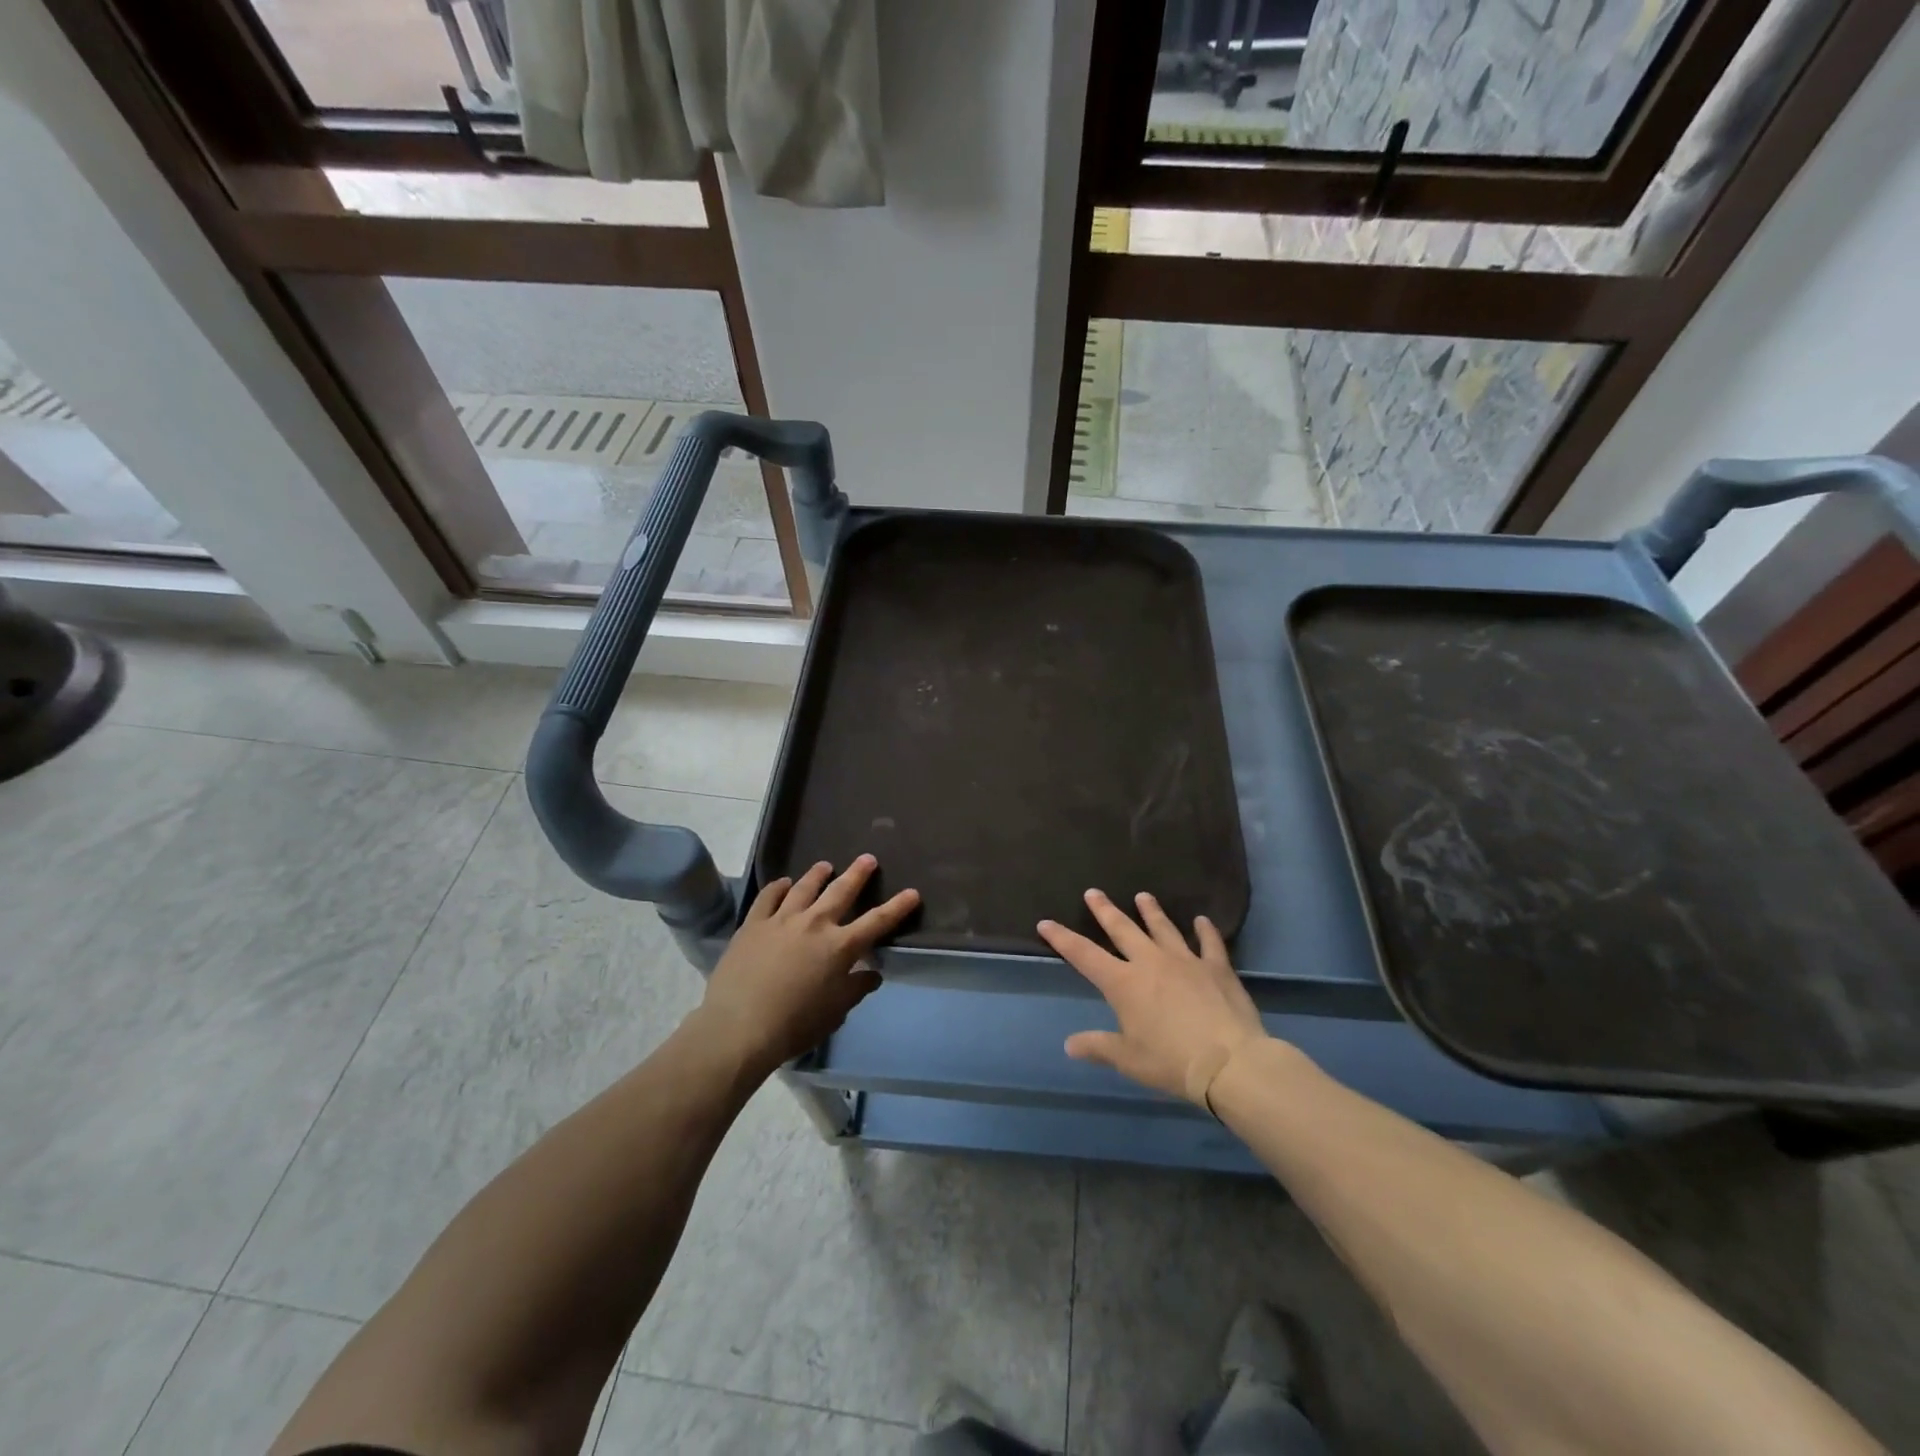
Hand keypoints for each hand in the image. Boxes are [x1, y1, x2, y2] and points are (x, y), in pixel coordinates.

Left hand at [693, 855, 918, 1075]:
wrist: (739, 1026)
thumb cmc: (794, 1025)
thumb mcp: (834, 1013)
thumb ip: (855, 989)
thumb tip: (872, 974)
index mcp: (840, 947)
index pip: (877, 922)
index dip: (898, 907)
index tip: (912, 892)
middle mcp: (815, 924)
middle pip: (841, 891)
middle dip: (858, 874)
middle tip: (867, 858)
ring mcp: (782, 920)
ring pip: (804, 887)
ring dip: (818, 874)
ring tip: (825, 865)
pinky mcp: (753, 924)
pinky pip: (768, 897)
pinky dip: (778, 887)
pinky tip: (783, 883)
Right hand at [1040, 889, 1268, 1108]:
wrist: (1228, 1062)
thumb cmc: (1170, 1062)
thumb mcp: (1128, 1059)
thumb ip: (1098, 1047)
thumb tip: (1070, 1044)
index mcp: (1123, 983)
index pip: (1084, 955)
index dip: (1062, 938)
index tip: (1046, 923)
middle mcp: (1150, 962)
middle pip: (1122, 929)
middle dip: (1105, 910)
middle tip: (1093, 892)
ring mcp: (1185, 960)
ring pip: (1163, 928)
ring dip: (1151, 911)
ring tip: (1142, 896)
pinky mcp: (1216, 967)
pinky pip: (1209, 943)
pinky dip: (1206, 931)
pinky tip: (1202, 920)